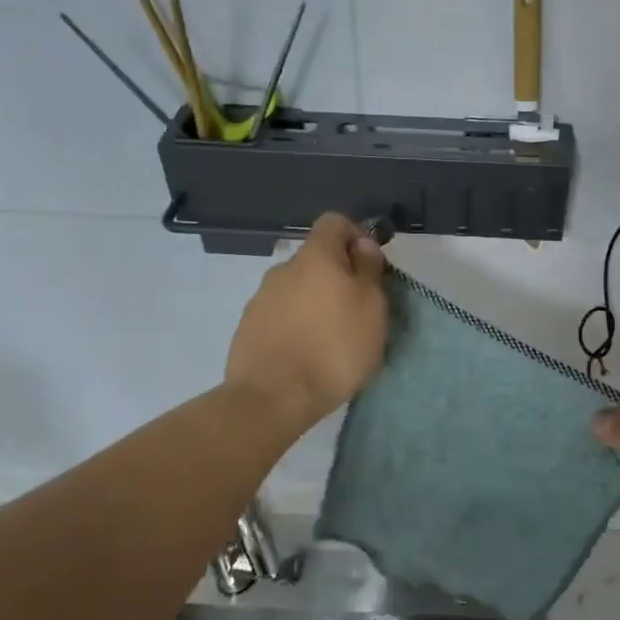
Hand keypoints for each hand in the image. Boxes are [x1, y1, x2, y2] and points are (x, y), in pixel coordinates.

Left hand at [226, 213, 388, 430]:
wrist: (272, 397)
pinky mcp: (247, 328)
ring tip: (331, 339)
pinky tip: (305, 354)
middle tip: (356, 310)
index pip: (334, 222)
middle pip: (315, 259)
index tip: (369, 266)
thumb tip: (362, 245)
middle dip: (336, 276)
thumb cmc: (334, 347)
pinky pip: (280, 315)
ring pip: (296, 289)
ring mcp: (260, 299)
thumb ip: (368, 270)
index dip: (355, 236)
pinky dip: (295, 325)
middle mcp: (283, 269)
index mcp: (315, 256)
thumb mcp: (371, 307)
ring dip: (314, 303)